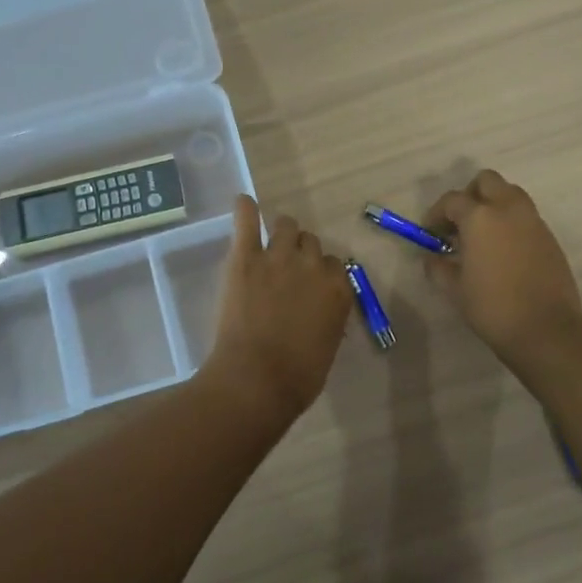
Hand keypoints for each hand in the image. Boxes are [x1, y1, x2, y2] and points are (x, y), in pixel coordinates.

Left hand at [205, 195, 352, 419]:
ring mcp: (278, 257)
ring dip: (281, 232)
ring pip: (286, 225)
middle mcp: (313, 266)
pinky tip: (243, 202)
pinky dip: (245, 209)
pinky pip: (247, 221)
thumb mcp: (326, 347)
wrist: (256, 379)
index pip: (335, 266)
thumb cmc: (297, 377)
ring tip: (269, 242)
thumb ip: (327, 320)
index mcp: (338, 290)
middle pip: (311, 243)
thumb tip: (321, 314)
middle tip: (287, 269)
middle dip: (302, 252)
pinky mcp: (245, 257)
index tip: (310, 284)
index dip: (321, 274)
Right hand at [424, 169, 581, 363]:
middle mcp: (508, 209)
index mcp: (480, 217)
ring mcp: (533, 221)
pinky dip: (511, 222)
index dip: (436, 214)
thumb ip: (438, 266)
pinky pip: (526, 216)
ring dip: (493, 205)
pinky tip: (503, 252)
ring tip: (482, 236)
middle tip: (459, 223)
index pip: (452, 200)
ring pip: (510, 194)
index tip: (430, 234)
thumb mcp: (454, 289)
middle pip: (487, 181)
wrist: (546, 330)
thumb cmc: (492, 308)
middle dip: (469, 196)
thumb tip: (432, 257)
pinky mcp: (550, 237)